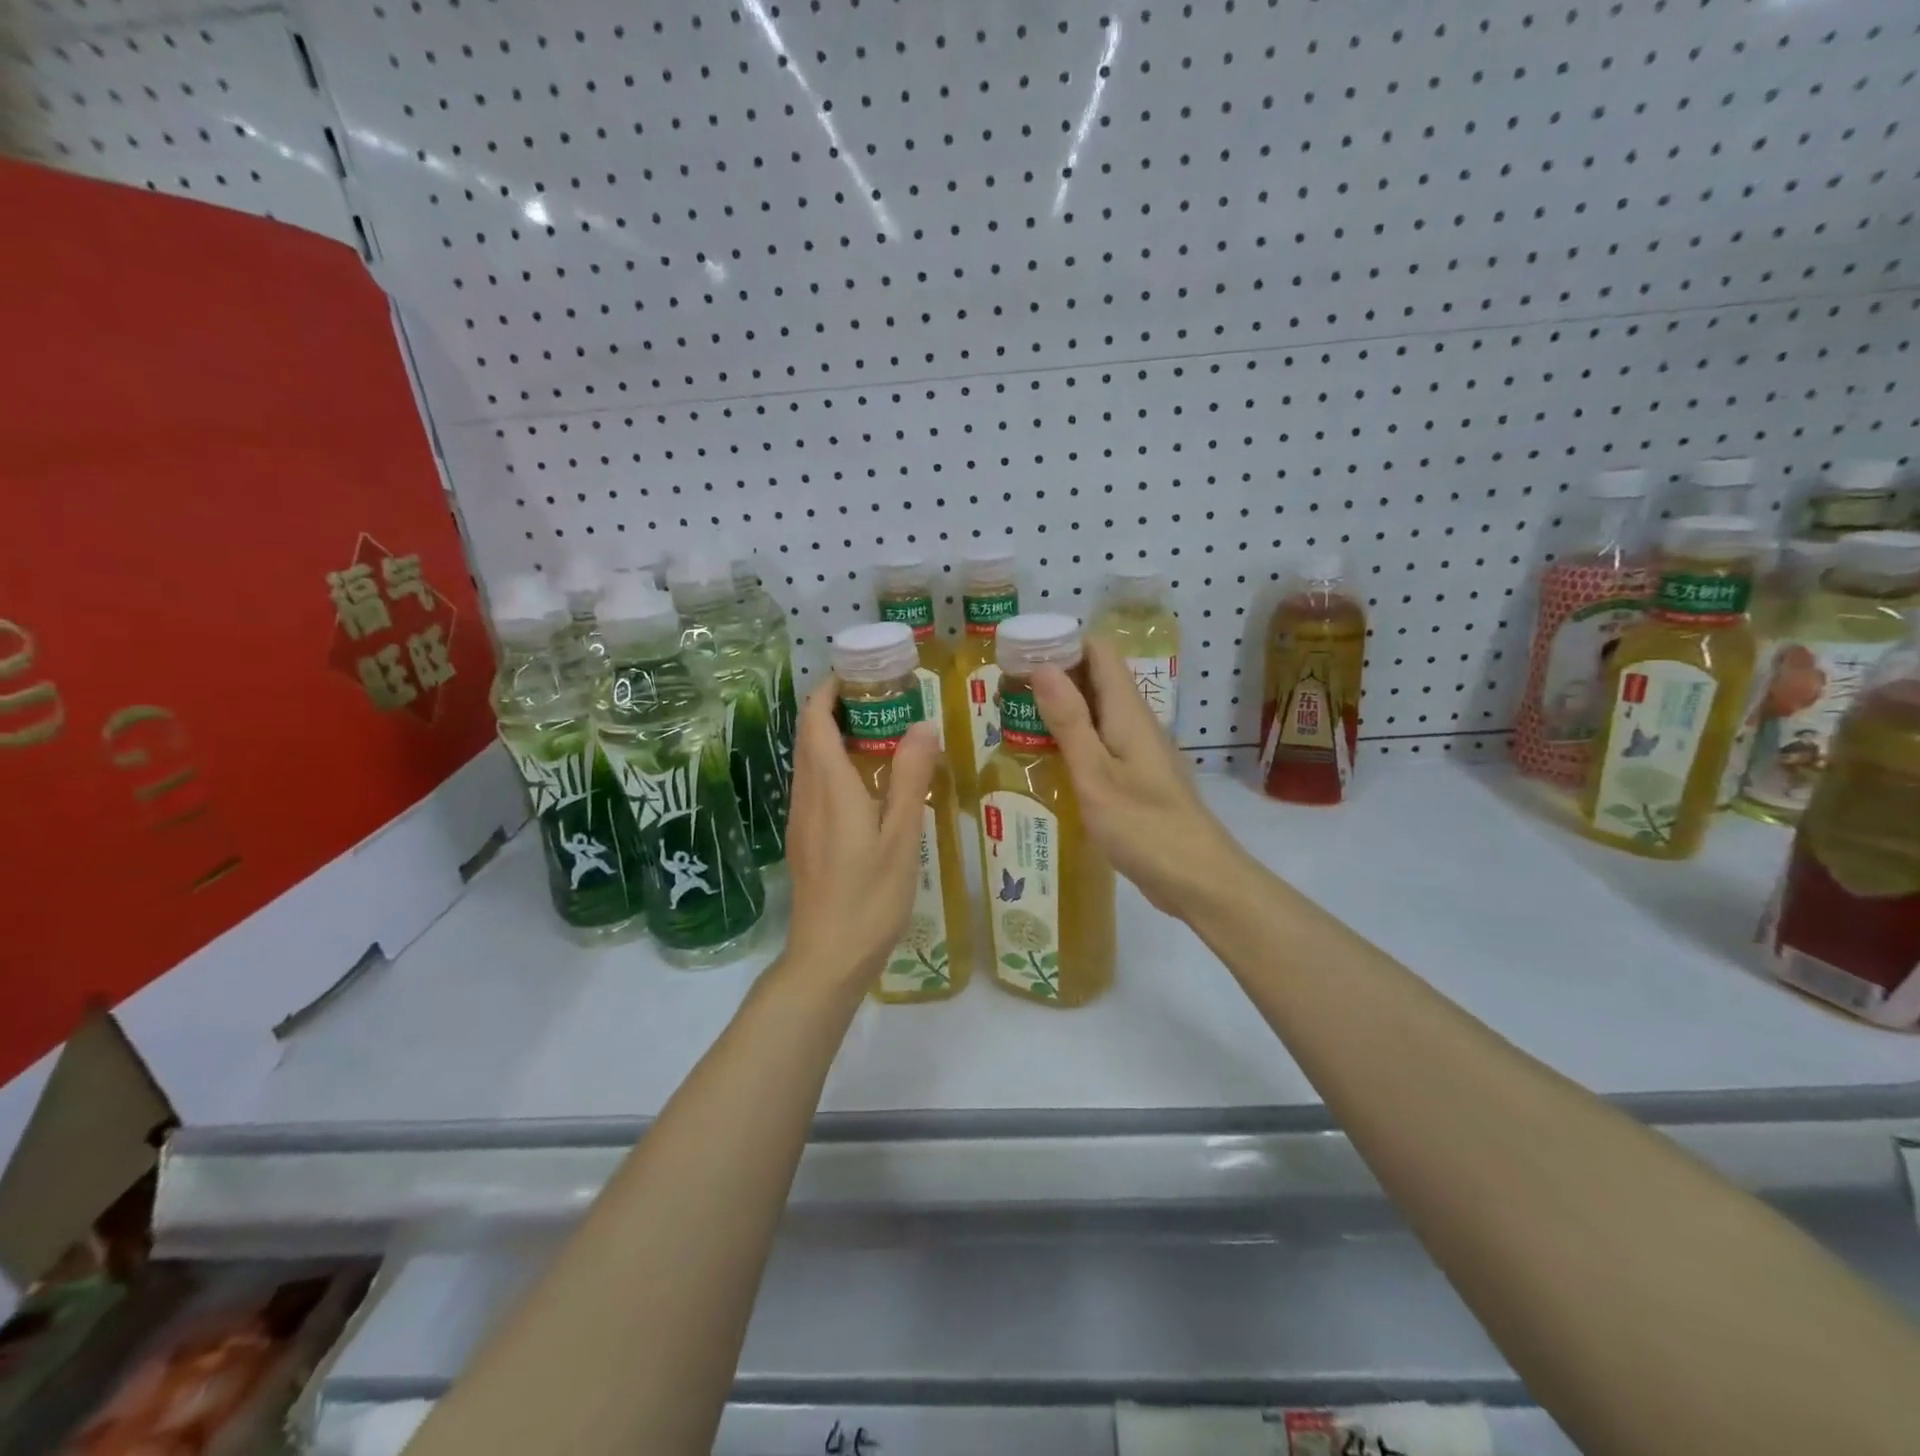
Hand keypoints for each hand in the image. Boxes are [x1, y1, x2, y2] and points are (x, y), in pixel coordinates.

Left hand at [780, 679, 938, 990]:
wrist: (827, 957)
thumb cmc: (869, 896)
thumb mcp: (901, 836)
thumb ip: (910, 779)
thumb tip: (921, 725)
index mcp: (829, 787)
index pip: (815, 720)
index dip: (829, 691)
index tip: (860, 675)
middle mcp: (807, 795)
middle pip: (809, 736)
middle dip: (835, 709)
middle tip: (880, 700)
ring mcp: (802, 819)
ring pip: (809, 762)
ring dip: (834, 738)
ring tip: (879, 734)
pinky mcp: (804, 840)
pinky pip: (815, 786)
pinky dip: (835, 767)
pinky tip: (867, 784)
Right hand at [1031, 639, 1250, 919]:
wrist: (1197, 878)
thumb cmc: (1144, 826)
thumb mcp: (1095, 774)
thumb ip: (1069, 722)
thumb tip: (1043, 667)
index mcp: (1127, 711)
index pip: (1098, 651)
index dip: (1060, 644)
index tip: (1019, 655)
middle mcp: (1135, 721)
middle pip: (1094, 678)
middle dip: (1052, 677)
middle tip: (1005, 694)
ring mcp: (1138, 749)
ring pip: (1096, 711)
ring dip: (1059, 710)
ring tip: (1015, 723)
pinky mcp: (1137, 775)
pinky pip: (1101, 741)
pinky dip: (1072, 740)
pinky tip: (1046, 760)